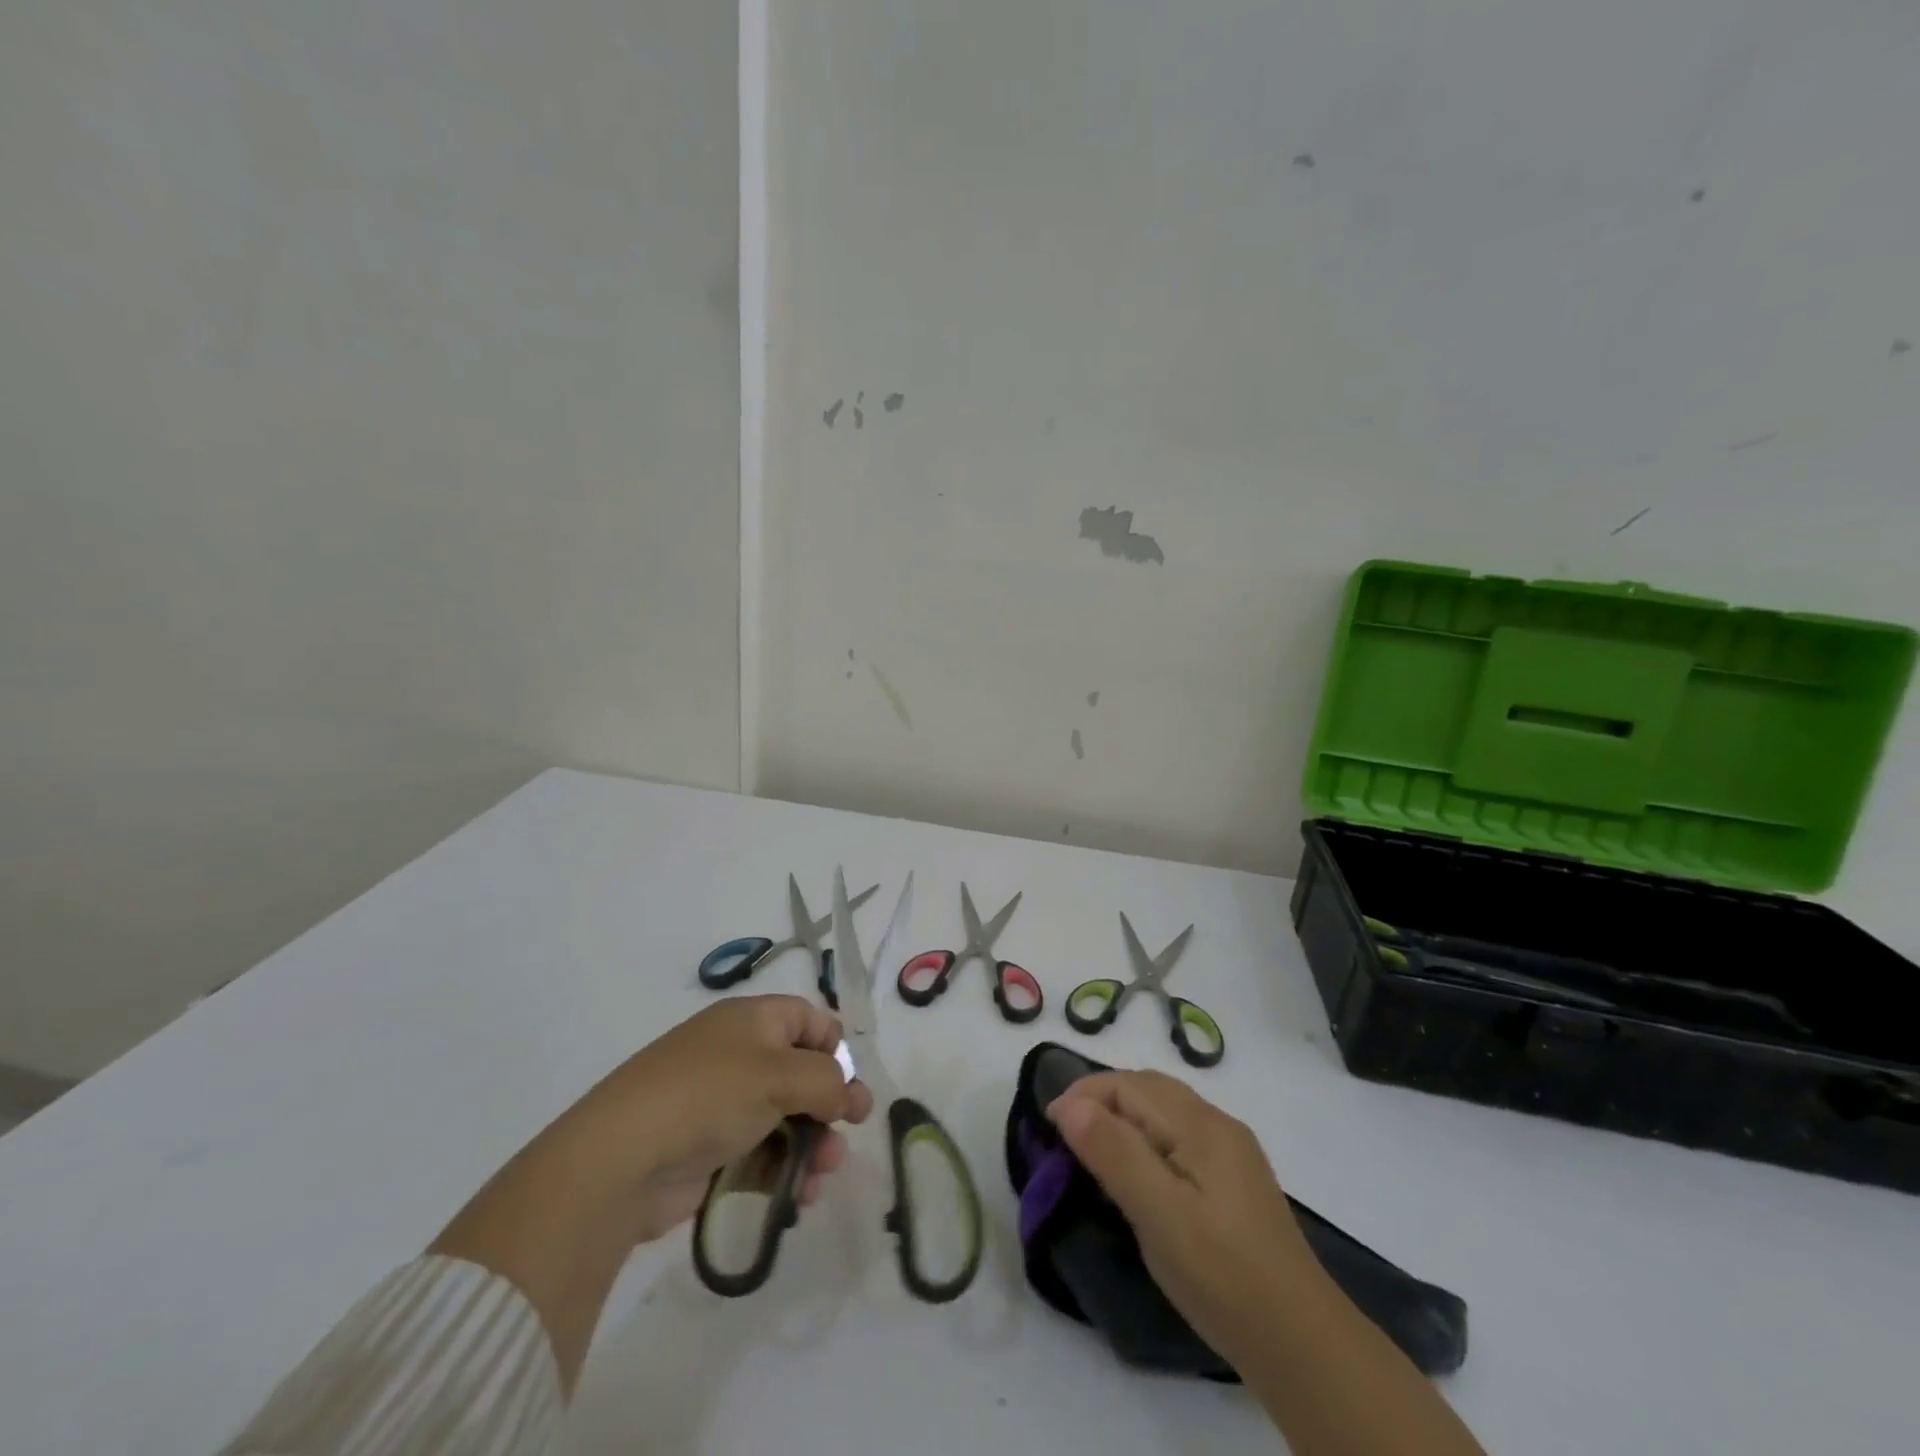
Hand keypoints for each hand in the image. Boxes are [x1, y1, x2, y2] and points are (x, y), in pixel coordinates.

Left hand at [577, 995, 873, 1241]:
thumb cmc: (710, 1095)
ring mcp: (721, 1104)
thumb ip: (827, 1081)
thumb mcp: (780, 1075)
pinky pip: (760, 1154)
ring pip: (784, 1119)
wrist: (622, 1160)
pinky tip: (799, 1197)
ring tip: (822, 1178)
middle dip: (829, 1105)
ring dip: (812, 1145)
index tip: (849, 1082)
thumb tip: (846, 1096)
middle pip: (800, 1073)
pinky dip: (783, 1171)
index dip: (833, 1046)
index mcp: (751, 1020)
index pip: (806, 1018)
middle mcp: (738, 1055)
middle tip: (850, 1132)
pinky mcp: (709, 1151)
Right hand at [1046, 1069, 1314, 1365]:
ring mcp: (1230, 1150)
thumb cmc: (1221, 1274)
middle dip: (1100, 1100)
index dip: (1083, 1096)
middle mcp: (1217, 1123)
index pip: (1128, 1085)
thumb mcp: (1158, 1215)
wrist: (1301, 1342)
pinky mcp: (1234, 1178)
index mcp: (1200, 1124)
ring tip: (1093, 1154)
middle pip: (1146, 1088)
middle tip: (1066, 1140)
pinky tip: (1139, 1175)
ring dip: (1122, 1117)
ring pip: (1163, 1110)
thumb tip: (1069, 1103)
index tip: (1049, 1129)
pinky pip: (1178, 1134)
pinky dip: (1145, 1137)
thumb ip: (1114, 1153)